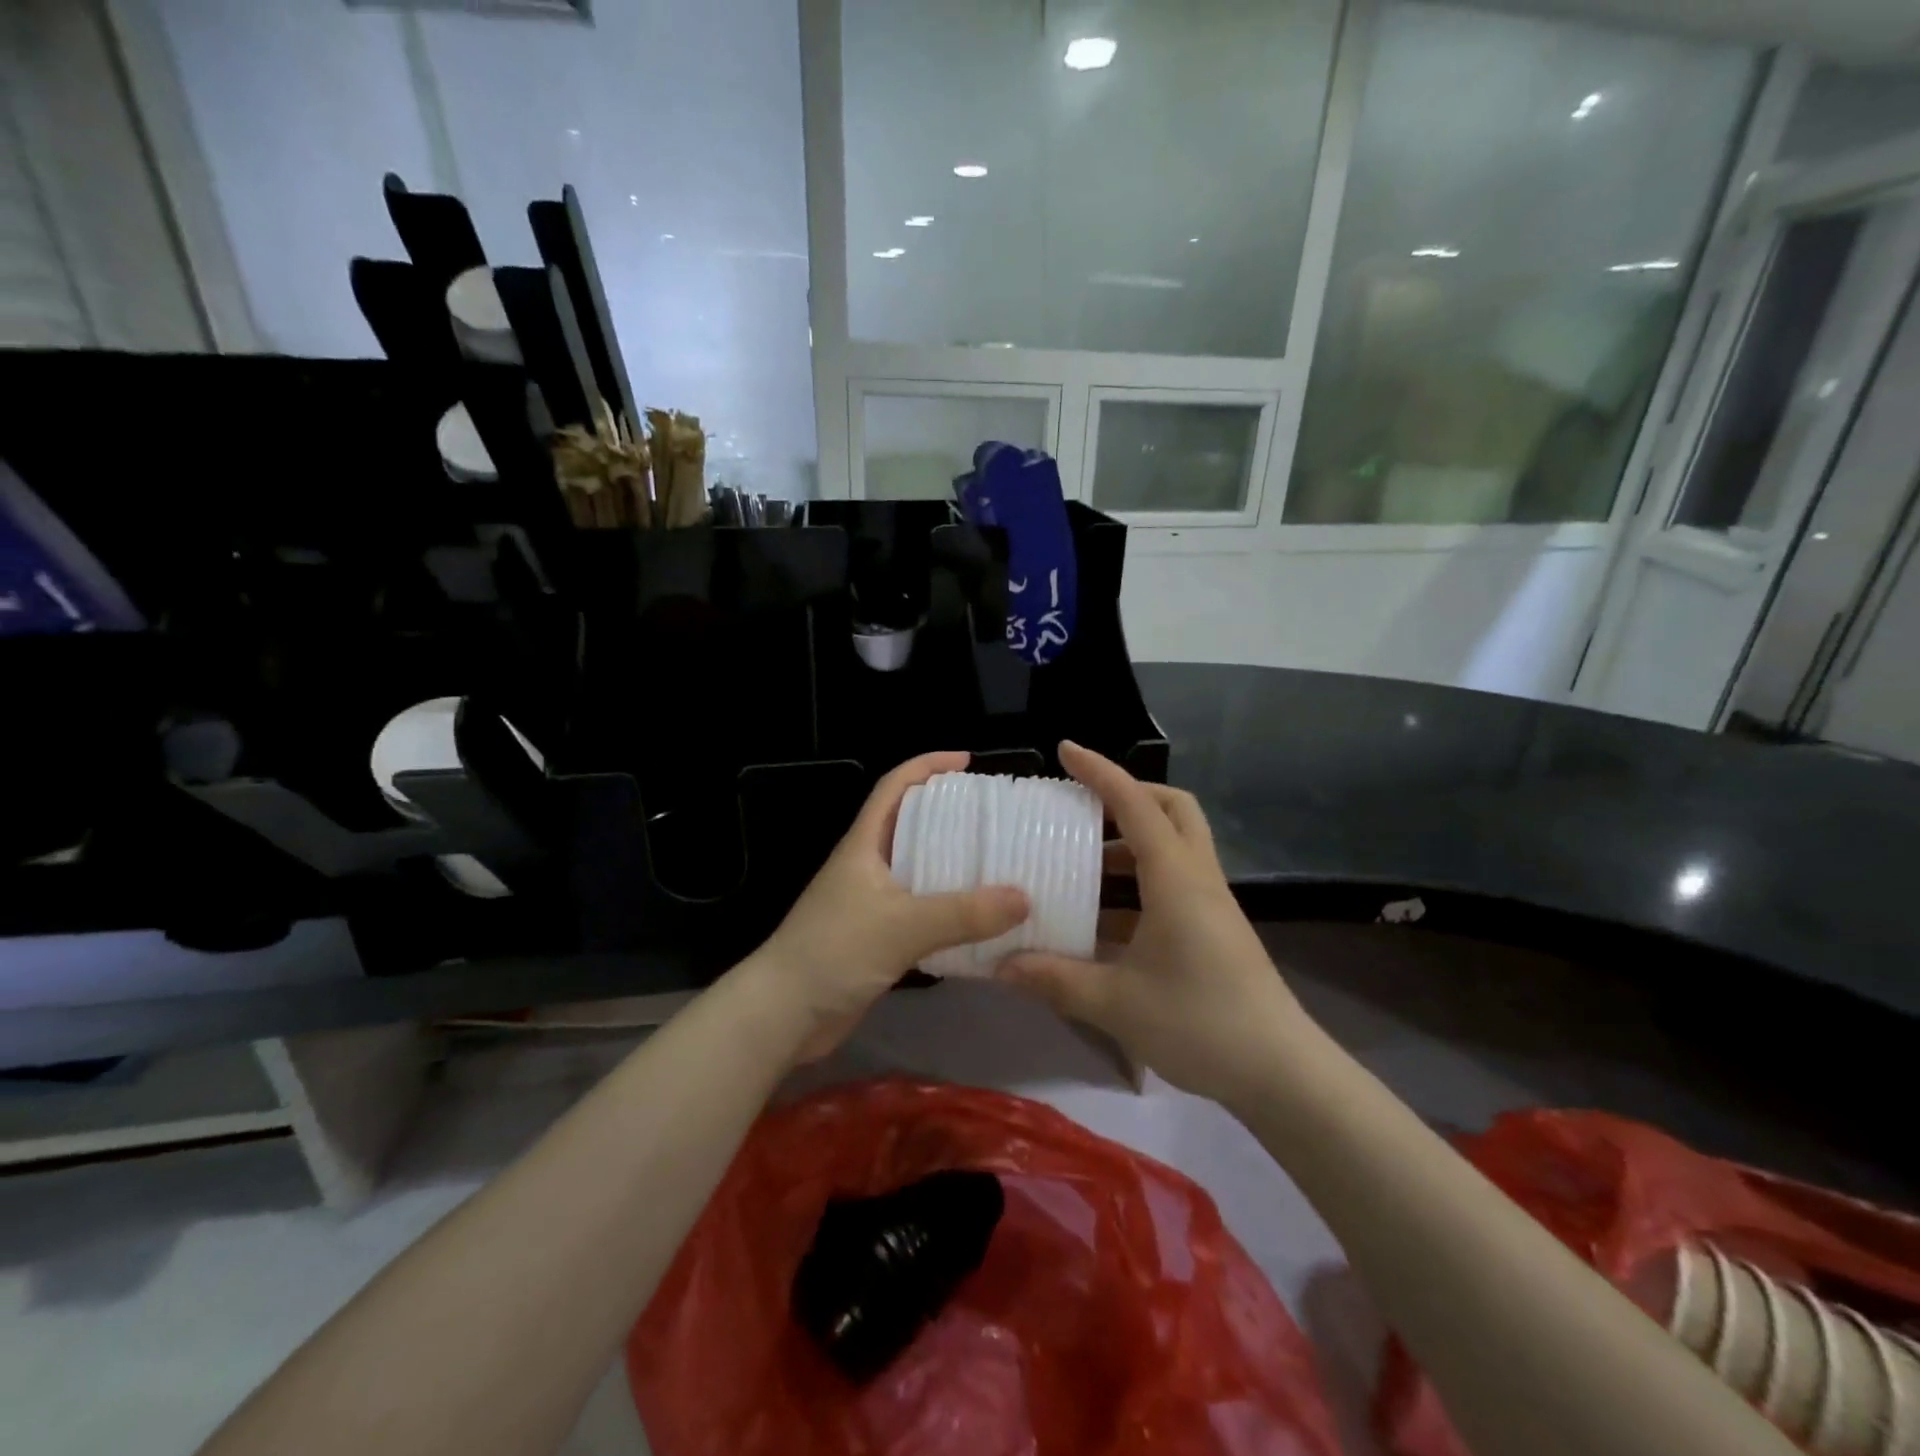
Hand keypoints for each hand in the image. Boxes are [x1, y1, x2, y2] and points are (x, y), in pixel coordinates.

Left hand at [742, 751, 1027, 1061]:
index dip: (927, 766)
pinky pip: (922, 911)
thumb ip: (963, 912)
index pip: (894, 786)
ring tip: (999, 863)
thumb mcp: (902, 925)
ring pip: (919, 869)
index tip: (967, 761)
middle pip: (911, 824)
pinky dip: (950, 909)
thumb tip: (1024, 897)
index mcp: (864, 844)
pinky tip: (980, 919)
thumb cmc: (834, 951)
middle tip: (995, 817)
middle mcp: (868, 865)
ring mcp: (871, 902)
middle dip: (950, 814)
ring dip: (954, 864)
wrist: (784, 1014)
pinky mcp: (878, 937)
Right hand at [996, 742, 1307, 1104]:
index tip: (1066, 750)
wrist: (1281, 1073)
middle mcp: (1196, 877)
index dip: (1099, 771)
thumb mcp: (1116, 1002)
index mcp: (1175, 877)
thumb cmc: (1200, 1023)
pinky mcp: (1213, 928)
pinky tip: (1102, 919)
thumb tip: (1000, 965)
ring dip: (1130, 841)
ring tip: (1080, 862)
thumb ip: (1054, 979)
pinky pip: (1174, 881)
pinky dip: (1138, 881)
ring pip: (1175, 844)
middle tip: (1082, 807)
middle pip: (1172, 807)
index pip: (1134, 803)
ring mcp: (1210, 903)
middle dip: (1128, 794)